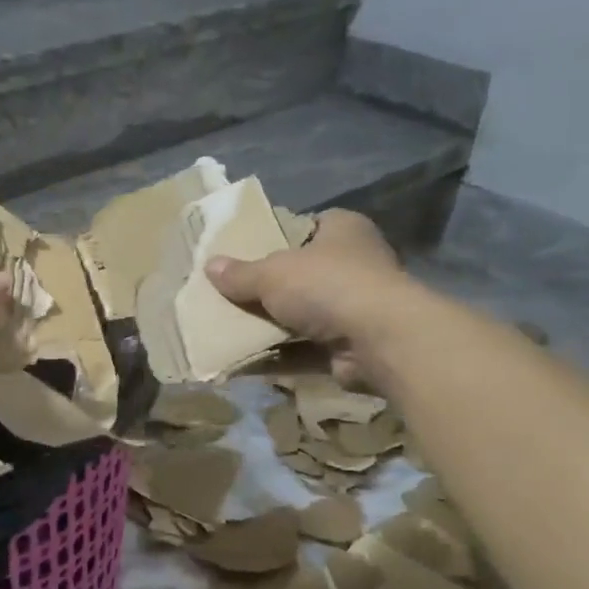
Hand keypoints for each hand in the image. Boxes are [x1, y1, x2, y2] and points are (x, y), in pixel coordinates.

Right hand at [206, 210, 408, 384]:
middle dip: (269, 288)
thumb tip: (210, 266)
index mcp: (343, 230)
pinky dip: (279, 356)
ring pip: (302, 315)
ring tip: (229, 329)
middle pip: (302, 274)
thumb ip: (240, 273)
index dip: (277, 237)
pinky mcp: (351, 346)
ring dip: (272, 326)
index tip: (245, 251)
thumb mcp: (272, 273)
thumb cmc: (326, 285)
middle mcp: (355, 264)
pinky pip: (305, 350)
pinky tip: (244, 362)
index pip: (307, 226)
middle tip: (230, 294)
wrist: (378, 340)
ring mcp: (356, 308)